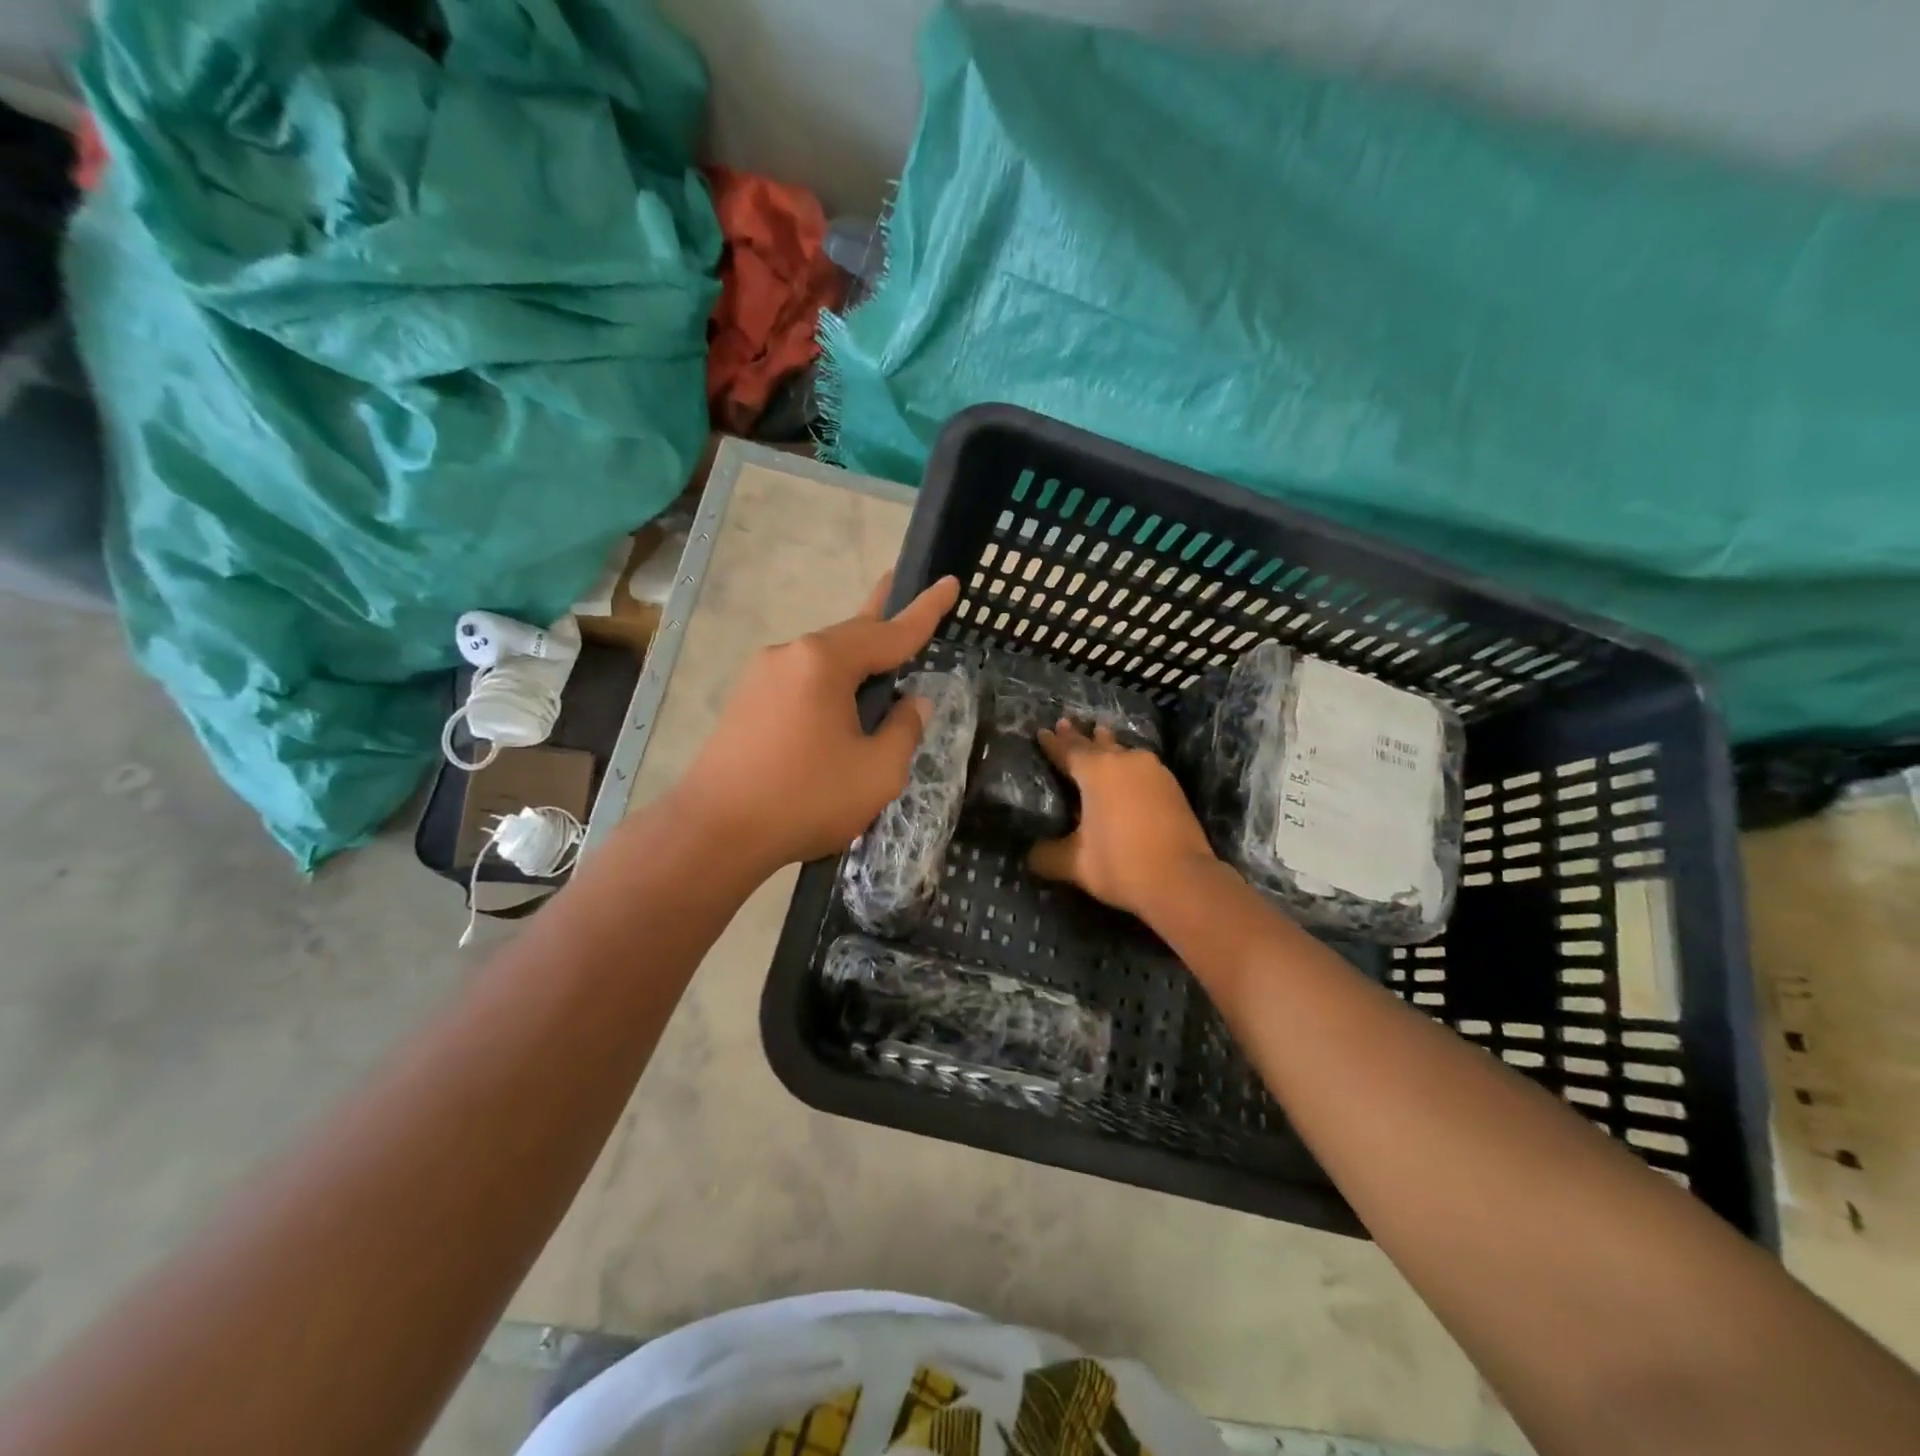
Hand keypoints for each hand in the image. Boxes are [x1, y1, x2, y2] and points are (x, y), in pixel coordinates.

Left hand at [674, 573, 960, 872]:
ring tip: (880, 665)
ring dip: (855, 661)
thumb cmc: (805, 799)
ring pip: (823, 660)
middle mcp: (790, 655)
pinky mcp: (745, 701)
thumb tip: (913, 703)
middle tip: (905, 594)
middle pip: (851, 636)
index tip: (950, 582)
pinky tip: (839, 705)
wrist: (714, 833)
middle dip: (883, 623)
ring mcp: (761, 676)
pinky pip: (801, 680)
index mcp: (824, 662)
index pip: (890, 632)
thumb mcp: (878, 772)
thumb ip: (904, 730)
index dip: (926, 610)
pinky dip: (829, 684)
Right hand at [1028, 721, 1218, 921]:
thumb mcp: (1074, 864)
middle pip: (1096, 744)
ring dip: (1108, 744)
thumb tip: (1031, 855)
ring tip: (1100, 733)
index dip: (1052, 743)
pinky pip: (1141, 766)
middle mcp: (1124, 761)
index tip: (1042, 731)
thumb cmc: (1120, 864)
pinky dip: (1128, 763)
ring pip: (1123, 751)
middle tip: (1066, 722)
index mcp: (1096, 771)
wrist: (1182, 881)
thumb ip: (1047, 855)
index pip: (1067, 751)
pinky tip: (1128, 767)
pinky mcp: (1172, 786)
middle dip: (1079, 736)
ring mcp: (1153, 771)